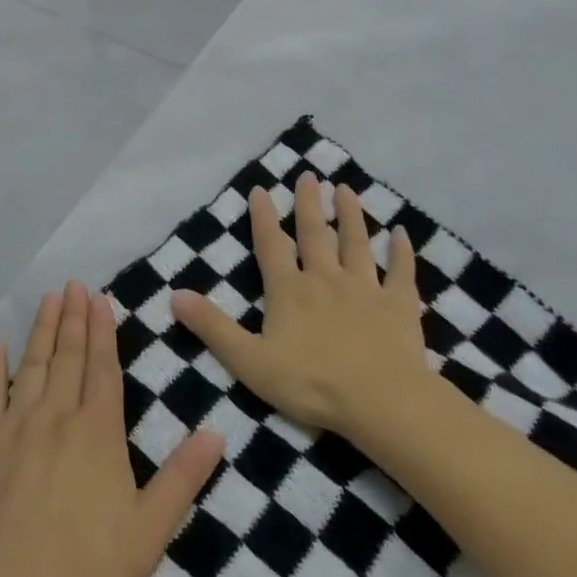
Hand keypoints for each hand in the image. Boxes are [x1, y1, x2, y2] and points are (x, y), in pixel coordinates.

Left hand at [0, 280, 224, 576]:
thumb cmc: (88, 563)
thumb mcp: (150, 527)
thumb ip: (183, 477)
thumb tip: (216, 432)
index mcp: (98, 429)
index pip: (102, 366)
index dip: (102, 330)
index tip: (100, 299)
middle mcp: (57, 413)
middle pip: (67, 355)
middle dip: (73, 317)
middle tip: (74, 284)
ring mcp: (16, 423)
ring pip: (32, 363)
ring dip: (41, 329)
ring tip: (48, 298)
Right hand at [173, 172, 434, 439]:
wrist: (381, 402)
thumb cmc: (312, 383)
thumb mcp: (250, 361)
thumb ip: (213, 327)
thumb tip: (175, 295)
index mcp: (289, 290)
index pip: (271, 245)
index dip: (262, 217)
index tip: (260, 189)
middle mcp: (325, 278)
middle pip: (315, 233)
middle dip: (309, 203)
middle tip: (308, 175)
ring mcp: (365, 289)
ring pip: (356, 243)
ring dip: (351, 214)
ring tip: (346, 189)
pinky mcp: (398, 306)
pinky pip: (400, 272)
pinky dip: (402, 252)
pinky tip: (402, 233)